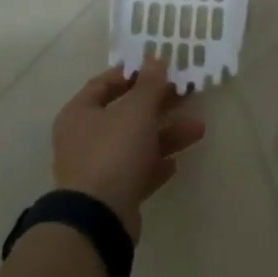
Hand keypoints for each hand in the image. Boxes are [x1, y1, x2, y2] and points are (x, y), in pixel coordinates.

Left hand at [52, 57, 205, 239]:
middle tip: (186, 95)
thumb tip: (155, 57)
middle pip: (124, 114)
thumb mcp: (136, 111)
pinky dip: (155, 165)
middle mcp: (83, 138)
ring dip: (166, 135)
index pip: (104, 84)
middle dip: (158, 105)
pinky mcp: (111, 194)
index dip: (132, 74)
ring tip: (198, 129)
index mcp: (79, 113)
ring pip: (135, 144)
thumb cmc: (113, 152)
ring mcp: (96, 169)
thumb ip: (149, 84)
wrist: (98, 219)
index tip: (159, 69)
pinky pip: (136, 172)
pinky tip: (175, 163)